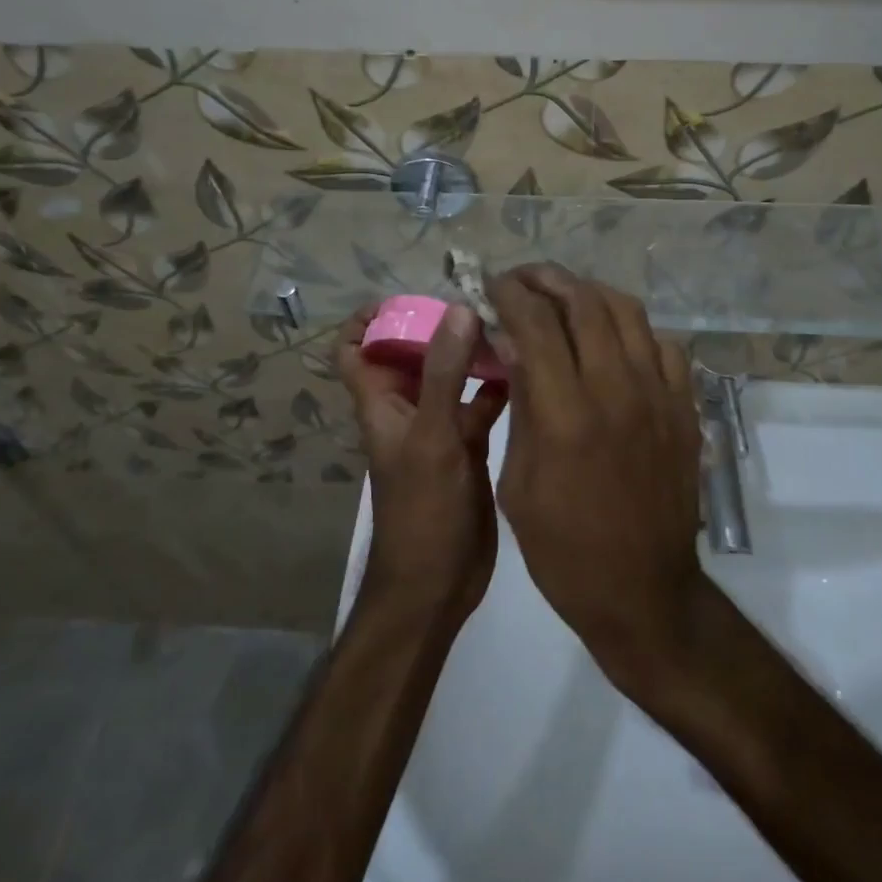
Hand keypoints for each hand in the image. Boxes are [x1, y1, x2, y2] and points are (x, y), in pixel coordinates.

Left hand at [337, 304, 509, 628]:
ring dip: (472, 352)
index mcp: (382, 402)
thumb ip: (445, 374)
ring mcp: (439, 426)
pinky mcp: (468, 445)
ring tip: (510, 324)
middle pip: (413, 352)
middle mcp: (407, 408)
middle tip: (481, 300)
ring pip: (451, 375)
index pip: (355, 349)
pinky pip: (481, 403)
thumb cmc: (422, 511)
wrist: (437, 585)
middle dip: (440, 325)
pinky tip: (527, 370)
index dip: (368, 319)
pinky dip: (498, 385)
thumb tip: (459, 308)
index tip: (408, 296)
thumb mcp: (433, 437)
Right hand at [486, 266, 704, 686]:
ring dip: (589, 292)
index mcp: (566, 414)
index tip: (492, 286)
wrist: (643, 592)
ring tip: (564, 296)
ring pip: (627, 311)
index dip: (509, 294)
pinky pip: (663, 344)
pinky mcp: (685, 408)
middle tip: (523, 280)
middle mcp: (616, 390)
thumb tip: (512, 344)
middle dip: (546, 278)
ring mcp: (659, 395)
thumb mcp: (518, 483)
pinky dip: (633, 329)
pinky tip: (613, 340)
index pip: (535, 324)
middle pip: (583, 302)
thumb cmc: (563, 549)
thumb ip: (520, 405)